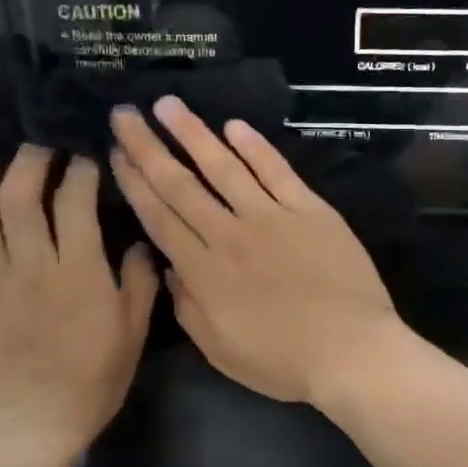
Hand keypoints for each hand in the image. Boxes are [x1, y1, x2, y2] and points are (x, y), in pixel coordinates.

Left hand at [0, 148, 158, 457]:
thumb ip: (140, 281)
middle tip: (43, 148)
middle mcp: (32, 264)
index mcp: (79, 273)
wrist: (29, 425)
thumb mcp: (133, 333)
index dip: (80, 170)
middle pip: (21, 192)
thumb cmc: (91, 380)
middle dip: (32, 159)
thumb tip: (142, 240)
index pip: (75, 200)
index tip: (87, 158)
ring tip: (2, 163)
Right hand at [109, 98, 400, 405]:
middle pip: (181, 184)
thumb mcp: (220, 351)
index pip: (159, 217)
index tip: (115, 153)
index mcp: (204, 271)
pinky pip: (277, 171)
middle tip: (125, 113)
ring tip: (169, 104)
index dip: (134, 183)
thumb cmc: (283, 361)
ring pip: (224, 167)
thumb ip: (188, 307)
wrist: (352, 351)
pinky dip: (255, 147)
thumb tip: (170, 267)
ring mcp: (272, 217)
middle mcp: (230, 234)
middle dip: (148, 147)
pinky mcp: (310, 210)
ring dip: (194, 133)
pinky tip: (234, 126)